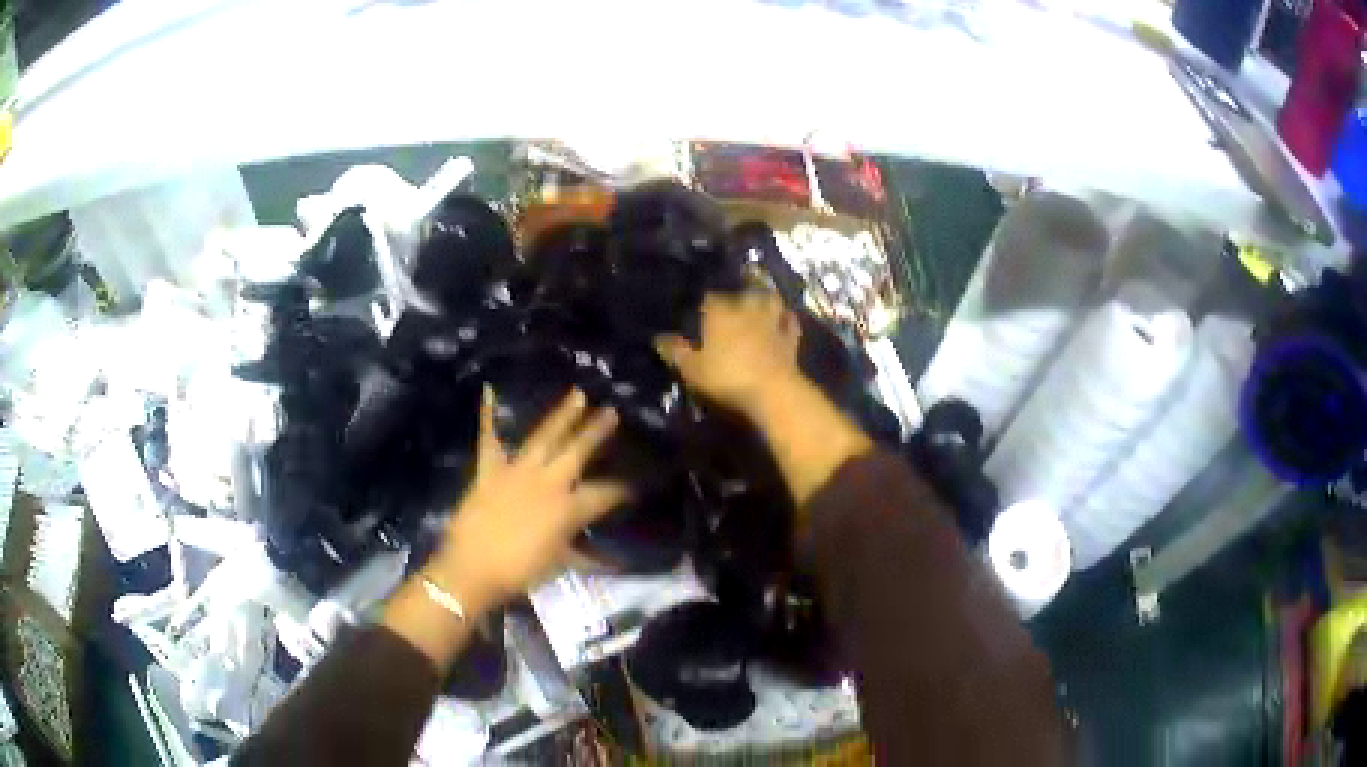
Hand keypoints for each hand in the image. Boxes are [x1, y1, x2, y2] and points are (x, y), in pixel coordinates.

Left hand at [428, 388, 627, 610]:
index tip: (638, 482)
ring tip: (577, 395)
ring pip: (544, 438)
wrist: (472, 569)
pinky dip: (488, 416)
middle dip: (596, 432)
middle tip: (612, 411)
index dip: (623, 489)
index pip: (605, 494)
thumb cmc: (520, 572)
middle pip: (577, 452)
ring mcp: (517, 472)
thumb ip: (583, 554)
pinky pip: (489, 439)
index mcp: (568, 509)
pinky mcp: (489, 471)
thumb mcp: (559, 564)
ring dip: (561, 416)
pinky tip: (488, 391)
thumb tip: (611, 559)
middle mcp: (547, 483)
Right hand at [654, 290, 802, 412]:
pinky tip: (784, 317)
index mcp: (720, 312)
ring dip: (765, 296)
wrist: (773, 390)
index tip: (700, 302)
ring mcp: (772, 321)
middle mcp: (747, 309)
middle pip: (742, 292)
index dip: (705, 299)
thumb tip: (658, 337)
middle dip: (737, 290)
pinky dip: (786, 317)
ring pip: (770, 299)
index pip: (710, 297)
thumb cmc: (727, 377)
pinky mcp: (790, 338)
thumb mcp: (693, 369)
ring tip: (759, 296)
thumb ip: (676, 352)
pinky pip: (790, 321)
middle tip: (733, 293)